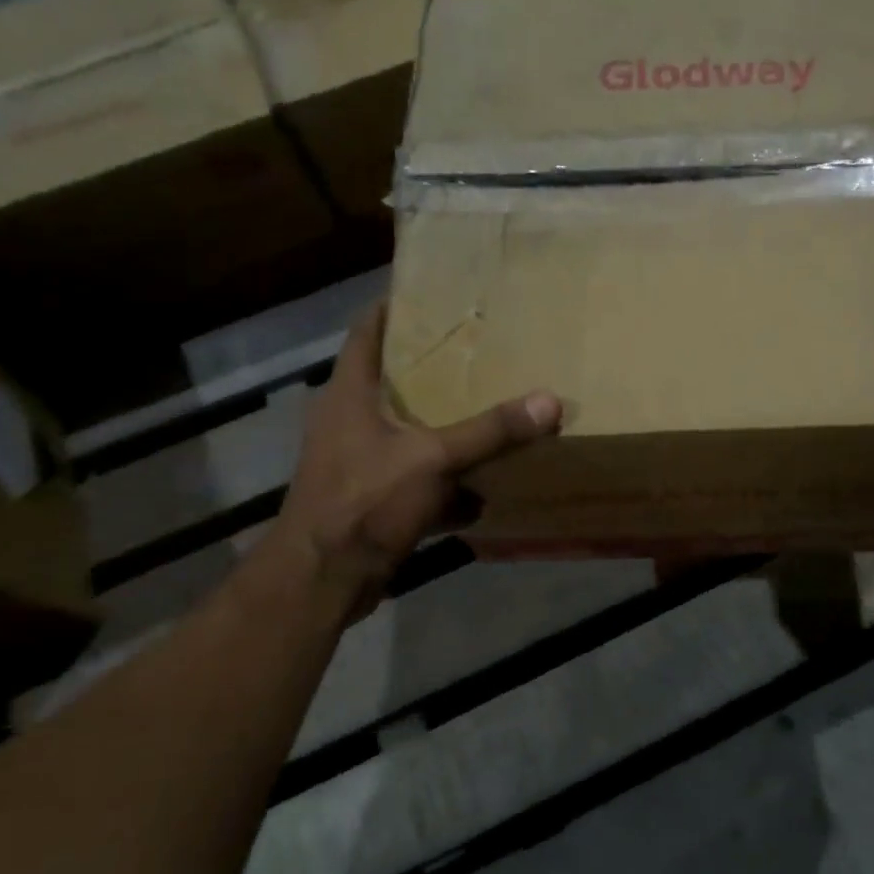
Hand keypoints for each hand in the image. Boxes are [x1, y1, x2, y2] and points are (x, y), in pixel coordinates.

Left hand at [270, 303, 560, 617]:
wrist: (324, 579)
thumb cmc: (366, 501)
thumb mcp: (433, 459)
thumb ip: (490, 431)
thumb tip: (549, 401)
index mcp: (350, 395)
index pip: (367, 332)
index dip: (393, 309)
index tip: (431, 294)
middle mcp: (349, 422)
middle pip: (391, 382)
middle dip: (432, 370)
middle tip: (477, 353)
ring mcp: (358, 464)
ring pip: (407, 434)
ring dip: (442, 429)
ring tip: (486, 413)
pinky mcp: (371, 501)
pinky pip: (416, 480)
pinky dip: (445, 485)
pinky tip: (481, 492)